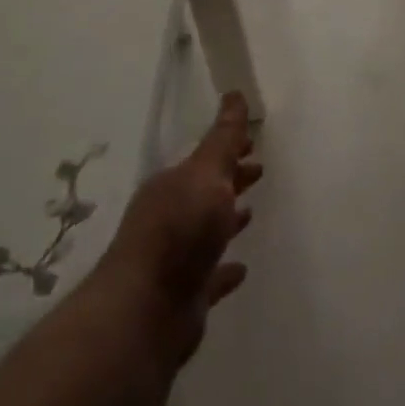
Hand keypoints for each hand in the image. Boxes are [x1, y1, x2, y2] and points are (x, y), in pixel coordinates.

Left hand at [94, 93, 261, 366]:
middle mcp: (170, 219)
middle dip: (231, 179)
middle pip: (205, 193)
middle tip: (258, 169)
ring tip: (251, 212)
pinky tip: (242, 268)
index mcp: (173, 186)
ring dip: (227, 221)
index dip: (229, 149)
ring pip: (207, 232)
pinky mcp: (186, 295)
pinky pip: (211, 275)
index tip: (253, 141)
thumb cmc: (178, 231)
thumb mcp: (206, 174)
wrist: (146, 311)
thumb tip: (234, 93)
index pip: (205, 159)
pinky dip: (226, 270)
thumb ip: (223, 139)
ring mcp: (176, 259)